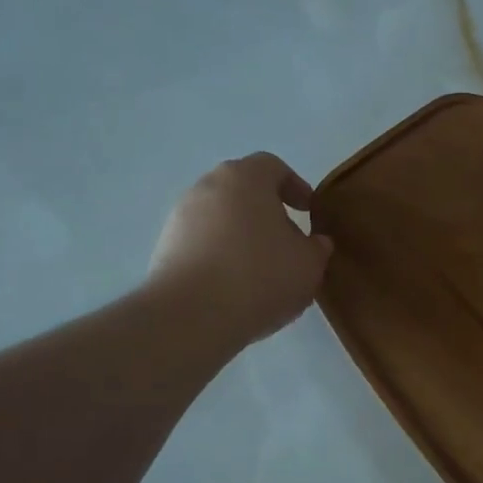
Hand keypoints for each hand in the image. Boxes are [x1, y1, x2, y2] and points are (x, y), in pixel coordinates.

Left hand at [148, 153, 333, 349]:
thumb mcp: (309, 264)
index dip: (296, 186)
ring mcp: (180, 216)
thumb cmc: (261, 276)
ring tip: (262, 268)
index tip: (309, 211)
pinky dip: (221, 254)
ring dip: (242, 234)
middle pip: (243, 190)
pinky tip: (236, 285)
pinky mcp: (165, 247)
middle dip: (267, 211)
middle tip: (288, 240)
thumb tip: (315, 242)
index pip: (273, 167)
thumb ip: (317, 247)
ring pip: (221, 217)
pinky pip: (202, 242)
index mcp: (245, 178)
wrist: (192, 315)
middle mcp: (207, 186)